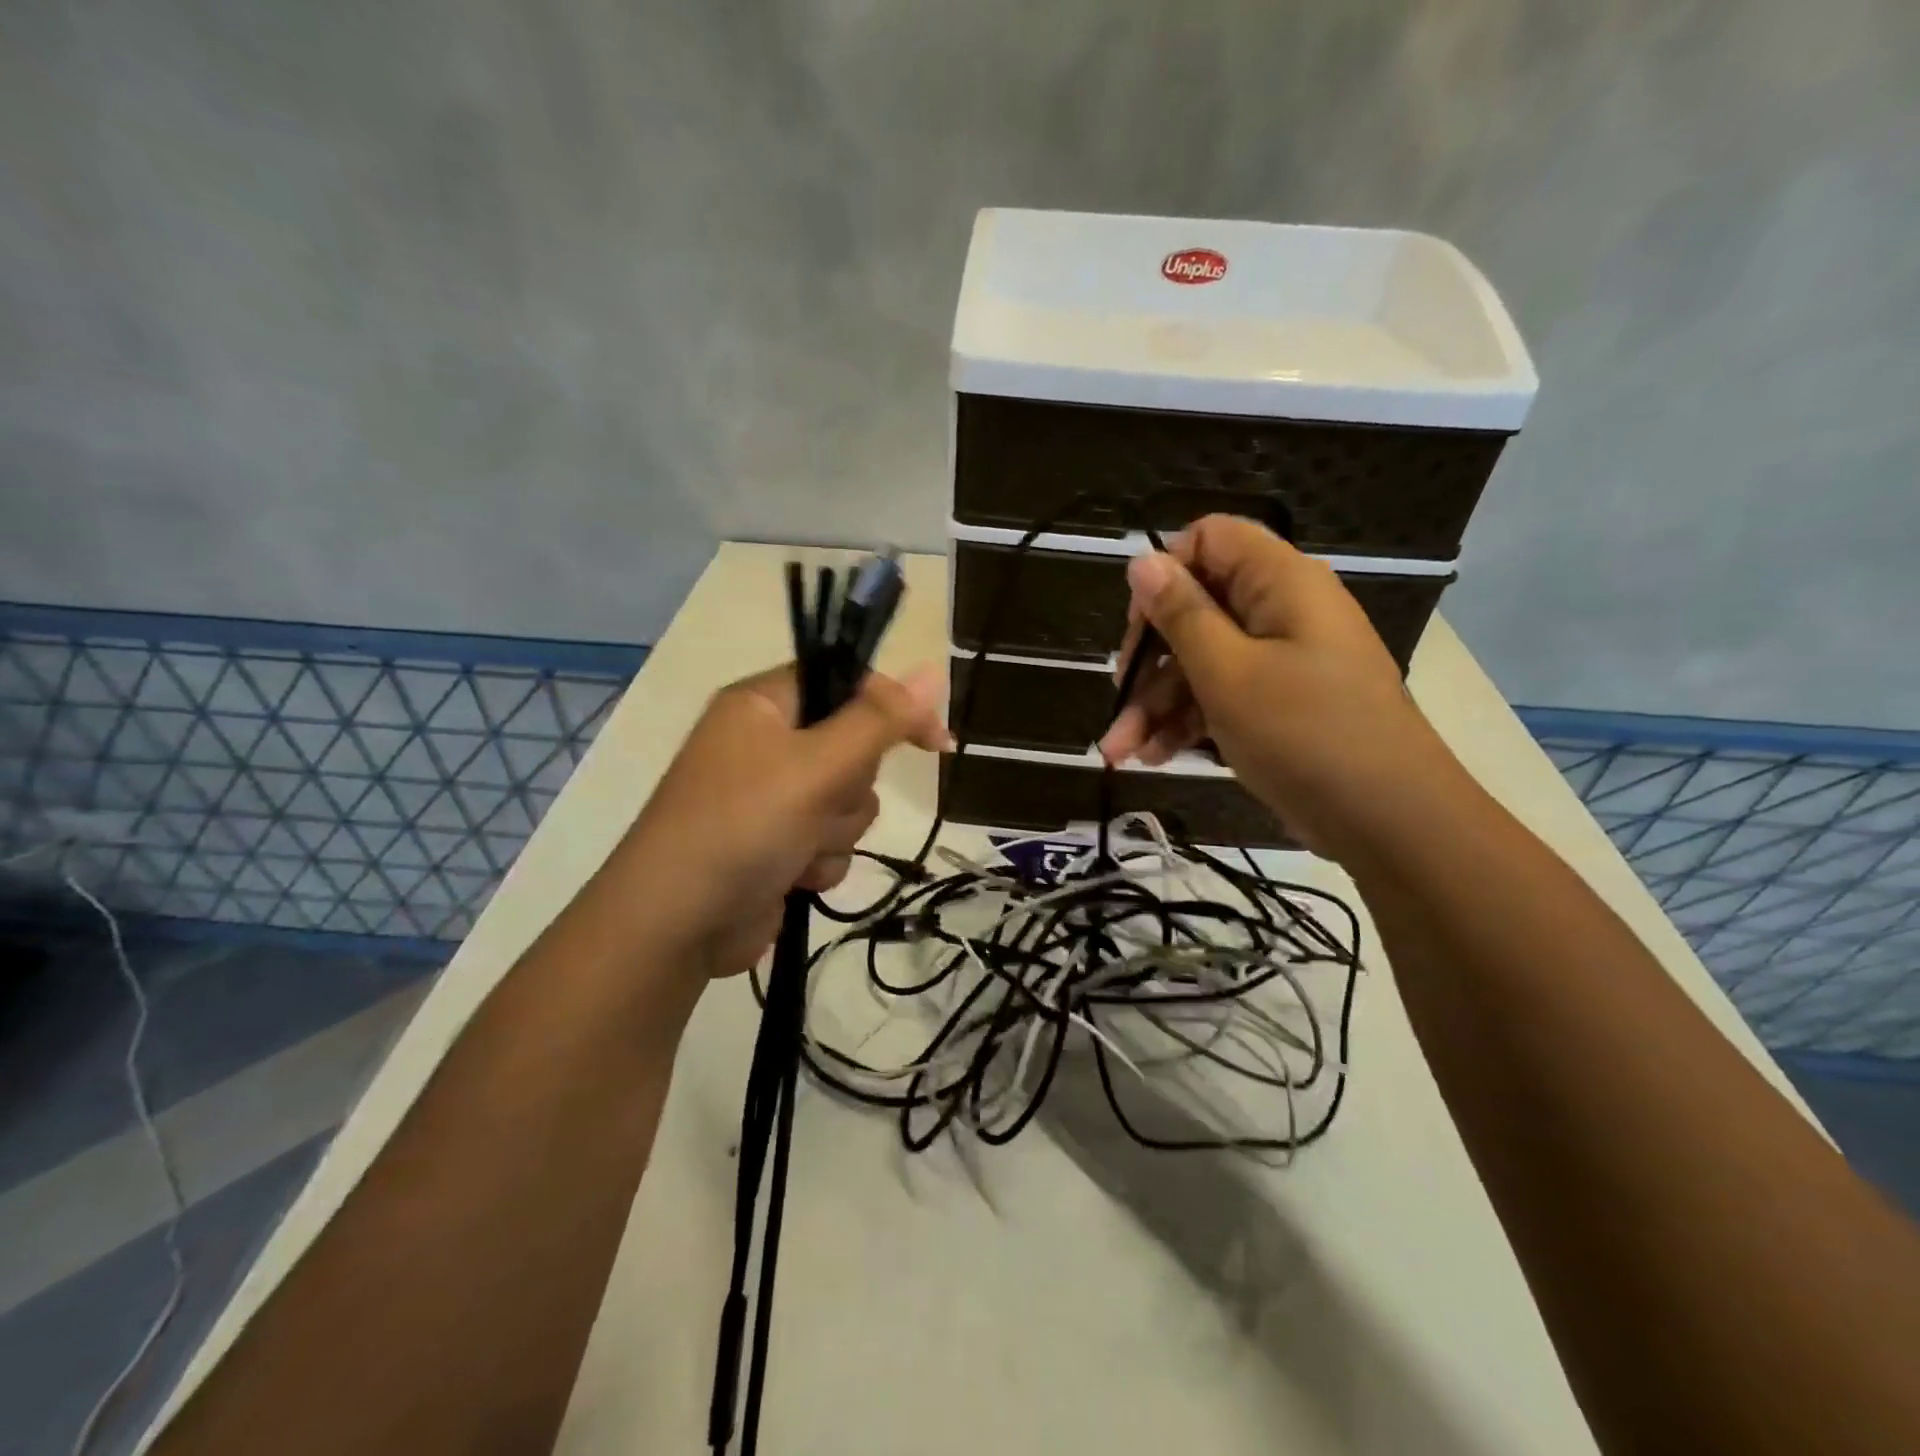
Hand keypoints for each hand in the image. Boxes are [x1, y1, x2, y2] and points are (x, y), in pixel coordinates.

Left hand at [617, 663, 950, 980]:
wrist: (678, 924)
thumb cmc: (743, 825)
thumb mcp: (818, 765)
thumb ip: (880, 720)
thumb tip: (933, 670)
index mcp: (763, 704)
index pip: (846, 682)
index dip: (892, 707)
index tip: (935, 741)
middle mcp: (766, 743)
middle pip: (854, 747)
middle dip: (850, 786)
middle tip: (821, 801)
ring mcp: (773, 796)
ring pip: (849, 800)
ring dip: (837, 830)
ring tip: (799, 847)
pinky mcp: (779, 842)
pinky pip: (831, 839)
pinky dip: (822, 860)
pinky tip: (794, 876)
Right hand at [1096, 515, 1460, 859]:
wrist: (1389, 821)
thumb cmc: (1304, 734)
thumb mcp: (1227, 673)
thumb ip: (1181, 614)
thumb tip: (1143, 560)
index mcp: (1279, 582)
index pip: (1209, 539)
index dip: (1165, 572)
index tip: (1136, 626)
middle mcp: (1282, 610)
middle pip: (1197, 609)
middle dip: (1149, 660)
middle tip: (1118, 701)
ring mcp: (1283, 660)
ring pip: (1203, 661)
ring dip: (1157, 703)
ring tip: (1122, 751)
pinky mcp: (1281, 703)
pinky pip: (1223, 694)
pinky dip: (1187, 721)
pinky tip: (1154, 757)